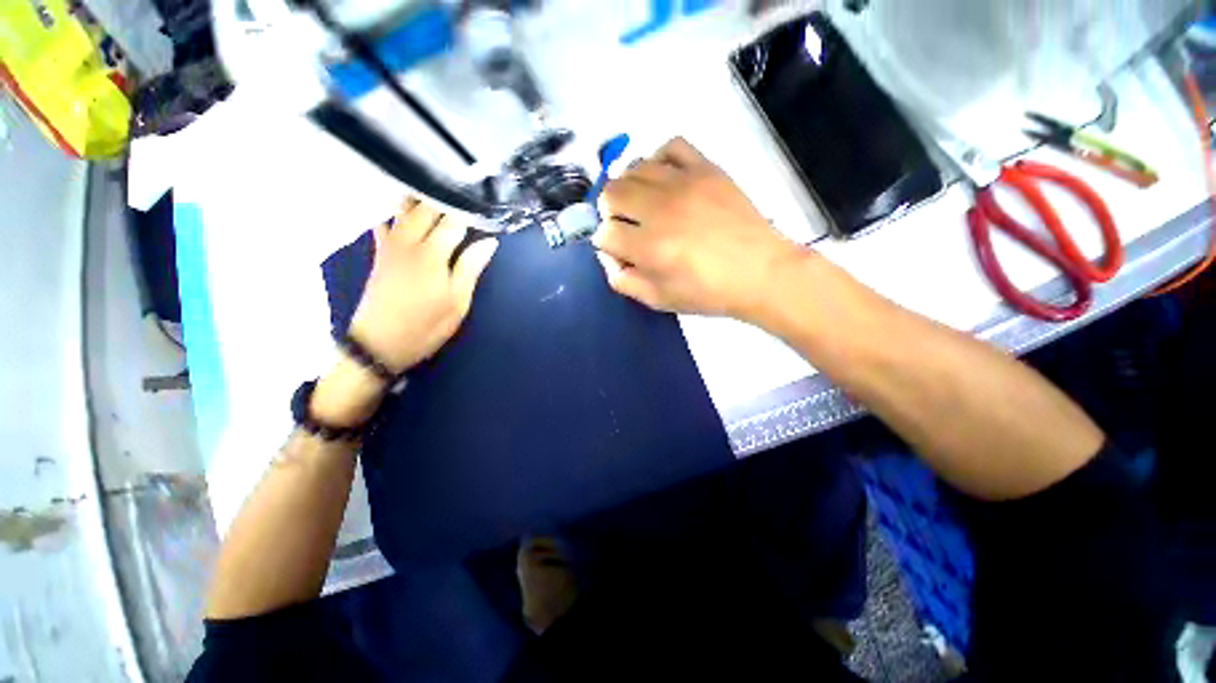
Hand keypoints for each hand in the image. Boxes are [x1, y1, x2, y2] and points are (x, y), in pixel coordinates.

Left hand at [349, 198, 498, 372]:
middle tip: (466, 195)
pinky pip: (385, 221)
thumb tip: (490, 241)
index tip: (486, 205)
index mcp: (433, 254)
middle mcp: (409, 241)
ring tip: (440, 192)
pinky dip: (396, 211)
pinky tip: (404, 207)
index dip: (471, 211)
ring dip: (422, 198)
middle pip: (427, 207)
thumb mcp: (458, 302)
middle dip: (447, 198)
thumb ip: (471, 267)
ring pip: (404, 208)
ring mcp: (391, 245)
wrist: (378, 343)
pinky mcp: (381, 253)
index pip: (454, 221)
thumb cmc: (426, 325)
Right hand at [592, 138, 807, 321]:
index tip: (619, 250)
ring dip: (630, 187)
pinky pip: (671, 146)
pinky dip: (659, 160)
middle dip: (610, 212)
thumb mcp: (659, 300)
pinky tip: (665, 179)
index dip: (606, 243)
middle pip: (611, 193)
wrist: (760, 273)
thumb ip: (624, 281)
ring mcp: (684, 184)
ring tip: (644, 203)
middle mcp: (660, 210)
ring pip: (634, 167)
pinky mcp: (706, 169)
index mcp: (649, 248)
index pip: (604, 233)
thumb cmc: (708, 292)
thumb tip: (609, 256)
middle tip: (626, 225)